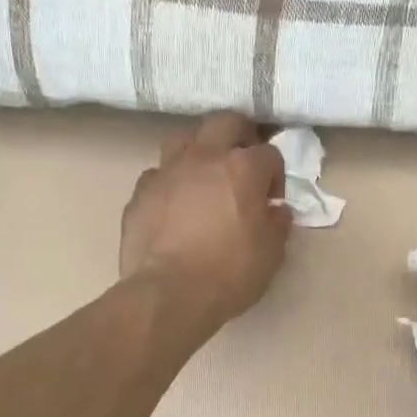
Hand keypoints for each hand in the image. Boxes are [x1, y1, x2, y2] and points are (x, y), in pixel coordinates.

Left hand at [120, 112, 291, 329]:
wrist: (169, 294)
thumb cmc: (230, 273)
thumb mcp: (271, 254)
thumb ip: (277, 224)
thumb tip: (275, 211)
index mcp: (242, 168)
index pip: (269, 153)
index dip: (275, 175)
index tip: (272, 200)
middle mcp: (203, 158)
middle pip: (224, 122)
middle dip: (240, 134)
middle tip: (244, 159)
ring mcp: (167, 172)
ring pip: (182, 137)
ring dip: (198, 148)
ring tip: (204, 173)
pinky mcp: (140, 194)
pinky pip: (157, 175)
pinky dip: (169, 184)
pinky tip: (173, 205)